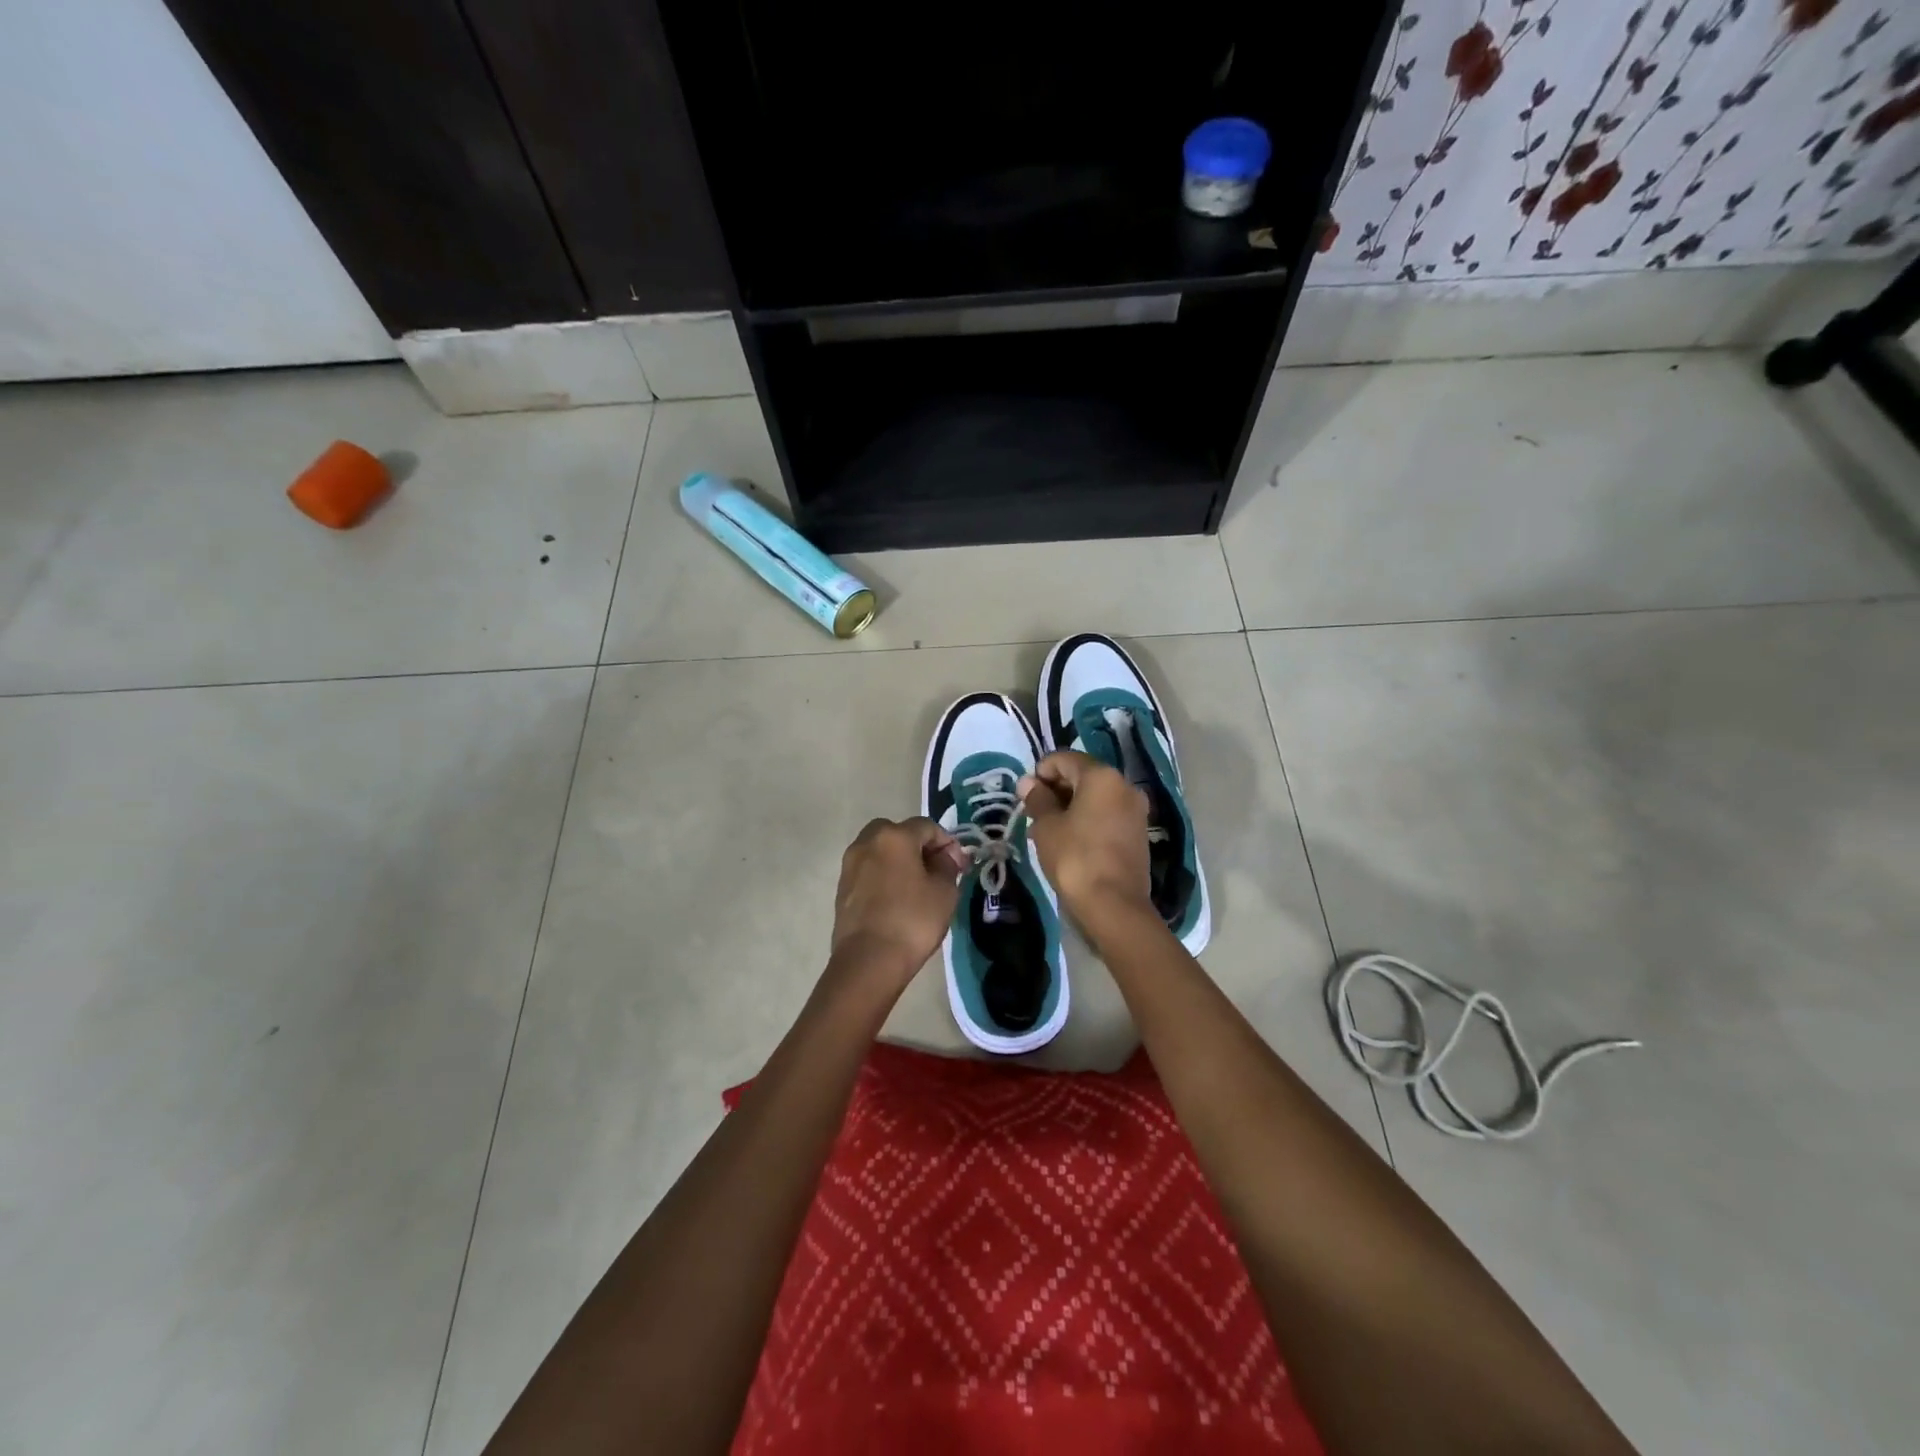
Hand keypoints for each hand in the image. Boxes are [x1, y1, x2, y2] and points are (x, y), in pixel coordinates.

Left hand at [829, 818, 969, 993]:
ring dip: (898, 859)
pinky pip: (868, 870)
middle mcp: (867, 842)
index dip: (947, 843)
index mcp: (894, 836)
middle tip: (935, 869)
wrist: (868, 961)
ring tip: (916, 885)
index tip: (959, 866)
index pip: (926, 827)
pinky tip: (896, 898)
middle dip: (918, 845)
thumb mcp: (945, 892)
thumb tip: (945, 856)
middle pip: (897, 832)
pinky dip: (883, 875)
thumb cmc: (912, 921)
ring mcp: (850, 865)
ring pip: (880, 850)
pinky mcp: (842, 887)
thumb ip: (947, 866)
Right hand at [1018, 752, 1153, 924]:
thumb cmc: (1074, 858)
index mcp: (1102, 776)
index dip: (1041, 771)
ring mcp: (1136, 811)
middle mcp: (1124, 786)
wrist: (1113, 905)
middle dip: (1056, 789)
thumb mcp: (1047, 826)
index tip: (1026, 794)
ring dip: (1070, 807)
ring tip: (1047, 830)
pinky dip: (1087, 820)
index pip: (1064, 759)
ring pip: (1095, 798)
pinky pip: (1107, 815)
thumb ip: (1037, 799)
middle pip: (1083, 776)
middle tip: (1034, 813)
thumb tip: (1028, 782)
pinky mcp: (1138, 834)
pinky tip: (1069, 841)